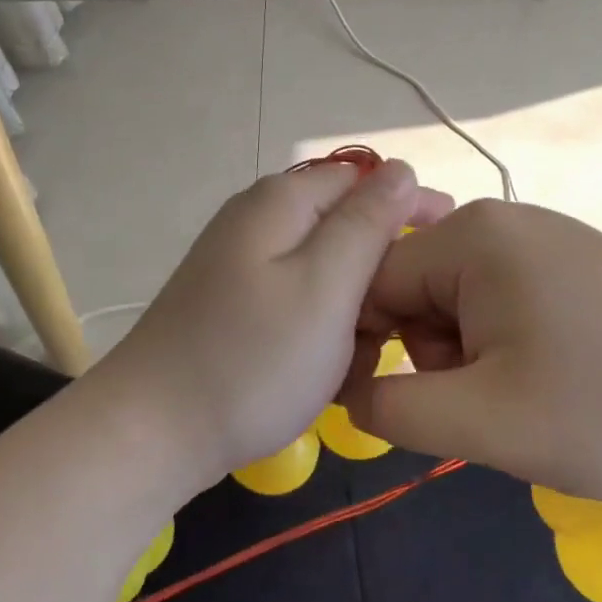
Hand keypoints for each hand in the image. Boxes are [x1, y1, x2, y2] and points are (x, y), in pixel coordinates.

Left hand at [94, 160, 452, 488]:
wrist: (153, 432)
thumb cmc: (253, 359)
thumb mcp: (326, 286)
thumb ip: (367, 223)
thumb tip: (401, 170)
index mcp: (282, 201)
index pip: (366, 180)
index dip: (411, 209)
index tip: (449, 252)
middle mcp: (258, 219)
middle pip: (344, 228)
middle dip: (379, 274)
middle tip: (395, 330)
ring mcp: (241, 263)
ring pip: (325, 273)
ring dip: (353, 311)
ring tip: (356, 361)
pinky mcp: (234, 304)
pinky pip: (298, 302)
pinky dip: (321, 330)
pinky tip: (324, 371)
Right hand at [342, 199, 601, 502]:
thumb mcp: (486, 423)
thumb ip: (392, 409)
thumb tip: (345, 391)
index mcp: (471, 237)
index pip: (370, 282)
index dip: (366, 347)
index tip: (394, 404)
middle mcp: (501, 219)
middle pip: (415, 289)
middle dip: (431, 354)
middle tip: (487, 402)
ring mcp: (542, 236)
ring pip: (456, 299)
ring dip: (468, 355)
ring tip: (525, 394)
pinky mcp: (572, 261)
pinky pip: (500, 298)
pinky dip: (504, 343)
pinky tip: (553, 376)